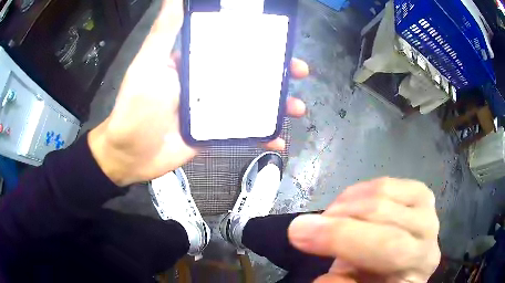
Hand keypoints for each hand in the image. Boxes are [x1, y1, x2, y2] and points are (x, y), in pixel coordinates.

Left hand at [88, 0, 308, 185]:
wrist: (130, 154)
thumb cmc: (135, 106)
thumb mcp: (149, 63)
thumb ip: (165, 30)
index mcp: (195, 62)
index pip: (232, 45)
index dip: (258, 41)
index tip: (281, 39)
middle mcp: (206, 82)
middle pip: (249, 73)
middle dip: (277, 72)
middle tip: (300, 71)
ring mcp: (212, 109)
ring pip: (252, 102)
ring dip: (277, 104)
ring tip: (297, 107)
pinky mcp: (214, 133)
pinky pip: (244, 132)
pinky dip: (262, 136)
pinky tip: (279, 140)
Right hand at [288, 178, 440, 282]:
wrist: (400, 269)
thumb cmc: (378, 281)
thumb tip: (322, 278)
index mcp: (417, 266)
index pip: (389, 247)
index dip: (341, 237)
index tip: (297, 233)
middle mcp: (429, 234)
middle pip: (385, 215)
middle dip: (337, 219)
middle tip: (300, 227)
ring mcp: (427, 208)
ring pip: (384, 192)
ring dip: (346, 204)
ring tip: (327, 220)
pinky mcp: (419, 193)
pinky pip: (386, 182)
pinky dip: (358, 191)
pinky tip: (345, 205)